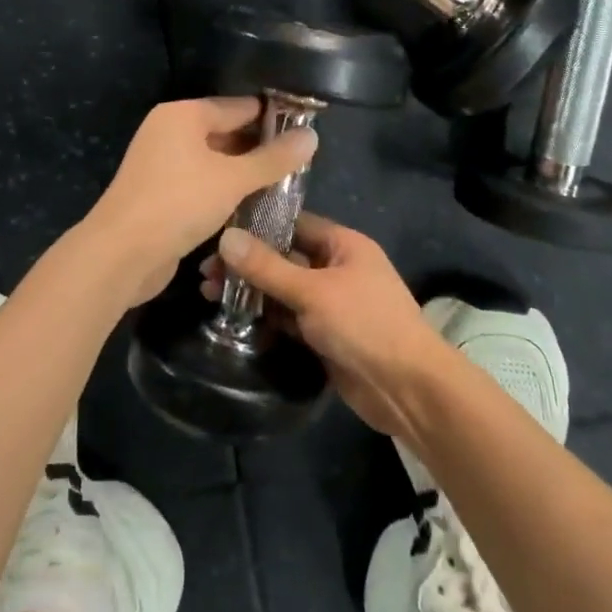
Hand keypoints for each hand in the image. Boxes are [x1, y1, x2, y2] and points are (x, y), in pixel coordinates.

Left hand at [89, 97, 317, 300]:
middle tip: (300, 164)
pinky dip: (223, 190)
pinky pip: (200, 183)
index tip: (306, 133)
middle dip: (259, 148)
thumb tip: (312, 136)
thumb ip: (273, 159)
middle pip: (225, 132)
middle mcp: (169, 132)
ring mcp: (161, 163)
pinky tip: (250, 204)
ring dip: (243, 173)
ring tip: (284, 185)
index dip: (273, 118)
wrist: (121, 254)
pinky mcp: (159, 193)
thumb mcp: (234, 179)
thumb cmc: (179, 203)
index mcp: (183, 115)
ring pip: (214, 161)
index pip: (239, 106)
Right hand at [199, 213, 448, 437]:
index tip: (216, 231)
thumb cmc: (365, 325)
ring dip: (250, 291)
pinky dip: (264, 317)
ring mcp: (330, 303)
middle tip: (204, 272)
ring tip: (208, 294)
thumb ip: (267, 267)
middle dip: (246, 263)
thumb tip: (225, 237)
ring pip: (282, 289)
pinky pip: (288, 318)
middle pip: (283, 257)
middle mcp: (336, 267)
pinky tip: (232, 319)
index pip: (292, 223)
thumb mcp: (313, 292)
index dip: (255, 225)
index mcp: (342, 244)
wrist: (407, 388)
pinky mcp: (323, 334)